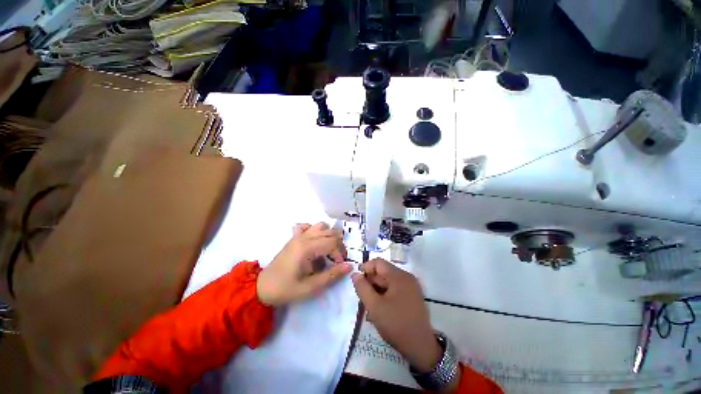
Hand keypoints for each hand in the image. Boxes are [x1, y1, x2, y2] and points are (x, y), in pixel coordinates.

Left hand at [257, 222, 351, 306]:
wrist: (263, 287)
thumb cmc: (287, 289)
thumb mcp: (311, 287)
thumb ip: (331, 275)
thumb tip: (349, 266)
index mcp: (307, 248)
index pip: (332, 242)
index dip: (340, 253)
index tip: (339, 266)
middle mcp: (304, 237)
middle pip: (329, 232)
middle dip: (338, 244)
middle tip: (337, 259)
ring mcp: (298, 235)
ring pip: (320, 225)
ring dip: (329, 235)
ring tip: (328, 249)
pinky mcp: (294, 237)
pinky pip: (307, 226)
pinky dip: (314, 230)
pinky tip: (315, 242)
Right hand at [352, 258, 441, 372]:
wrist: (421, 348)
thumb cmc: (396, 324)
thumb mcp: (374, 306)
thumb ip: (362, 288)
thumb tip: (355, 274)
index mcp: (399, 276)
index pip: (378, 263)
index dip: (365, 268)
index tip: (356, 279)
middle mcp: (406, 278)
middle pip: (383, 272)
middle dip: (370, 282)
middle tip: (361, 296)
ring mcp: (411, 287)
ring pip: (388, 282)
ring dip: (376, 290)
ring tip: (369, 305)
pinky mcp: (412, 296)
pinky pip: (394, 290)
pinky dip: (384, 295)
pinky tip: (378, 309)